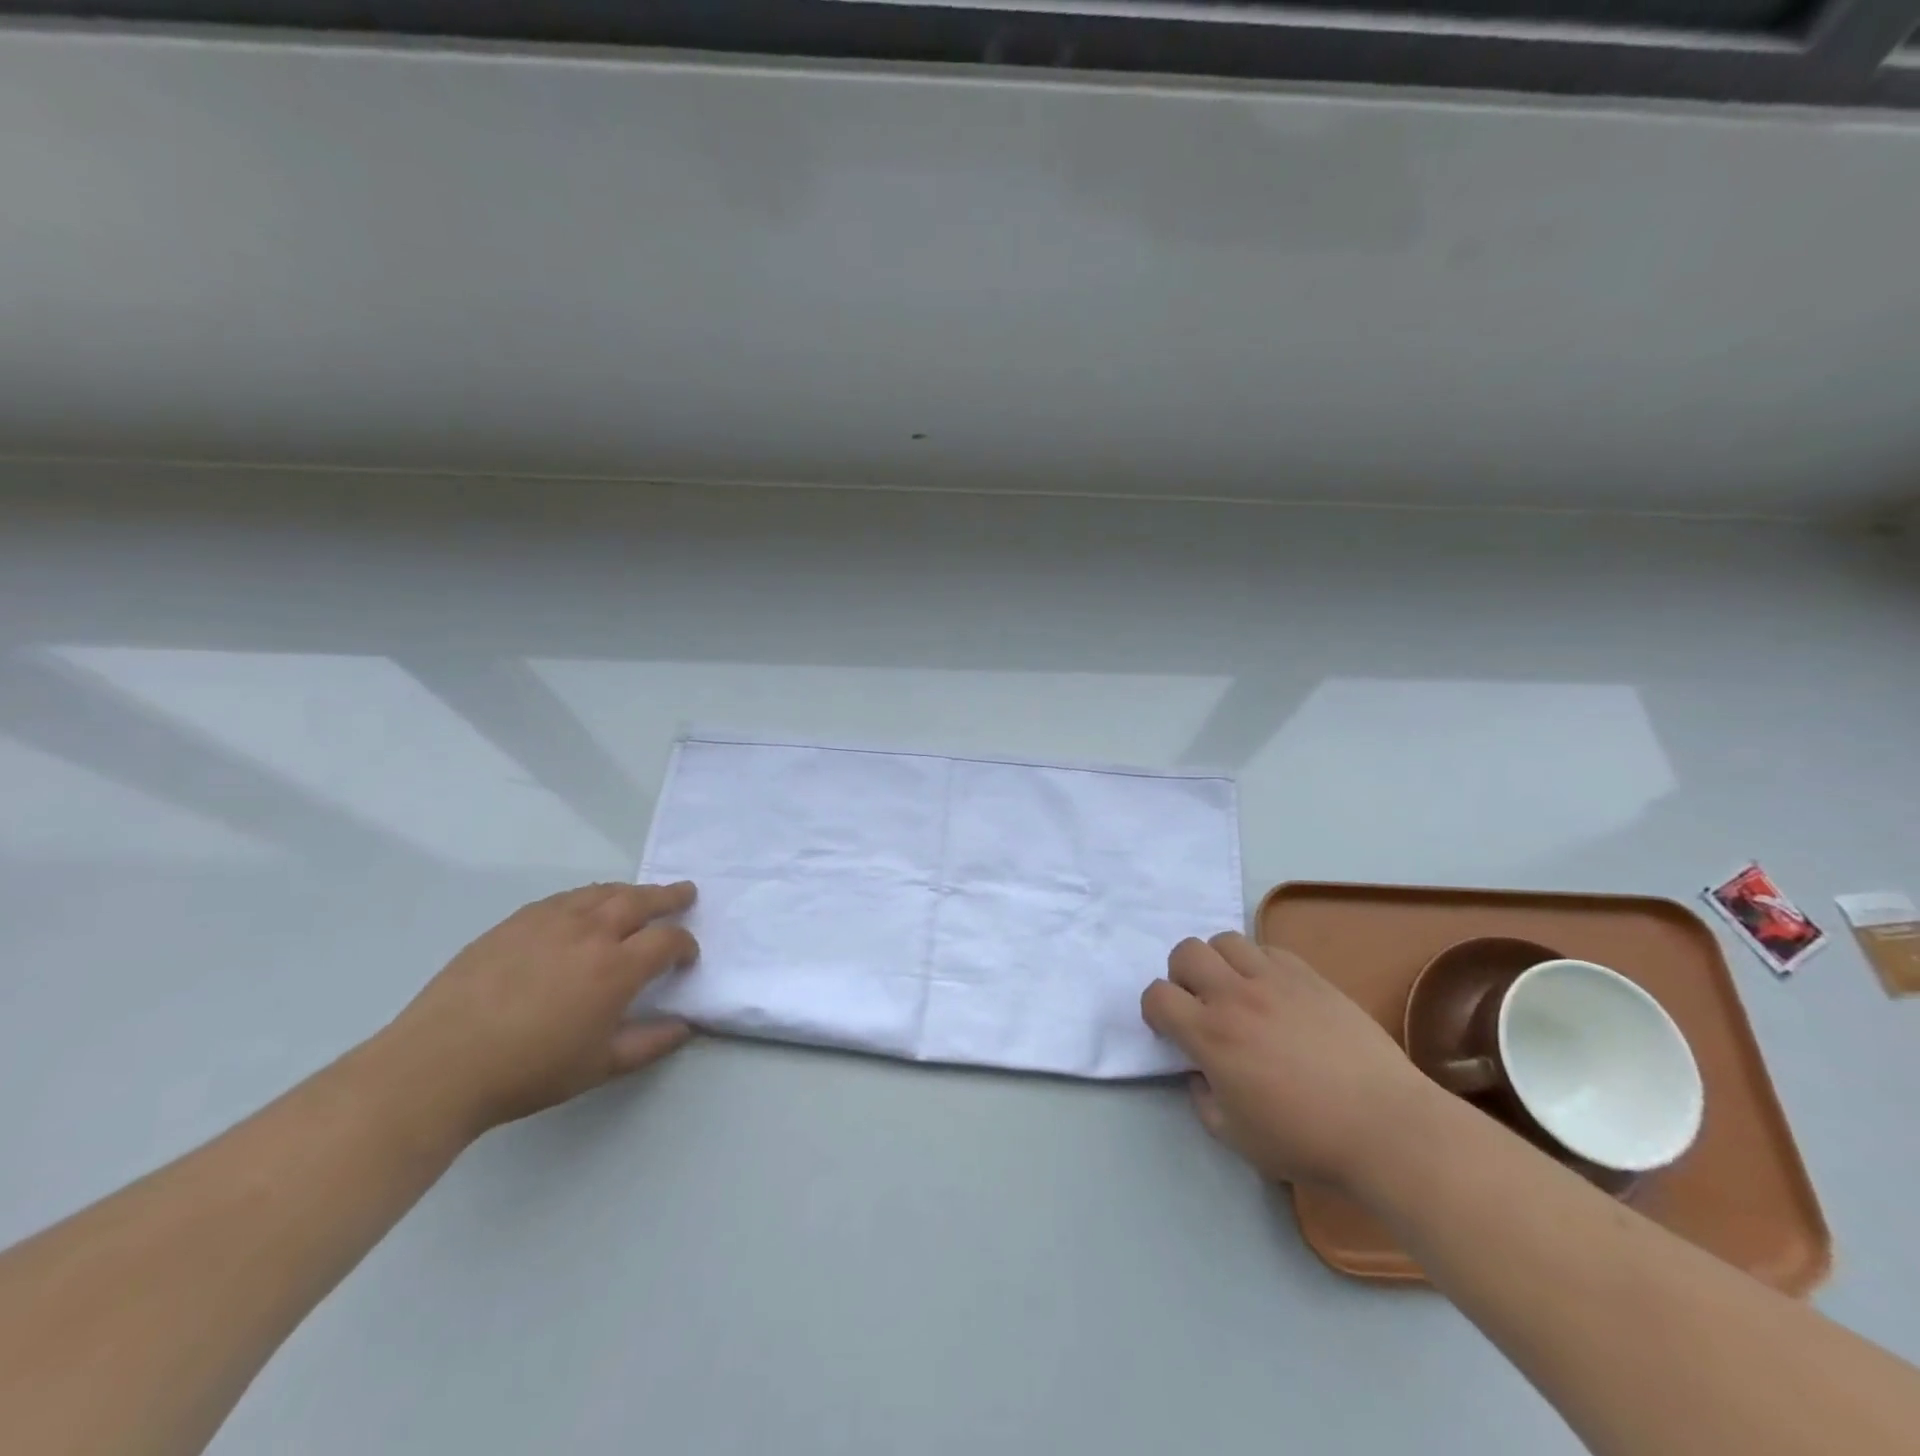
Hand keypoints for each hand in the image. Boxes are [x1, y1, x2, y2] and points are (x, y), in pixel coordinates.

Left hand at [381, 882, 700, 1138]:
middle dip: (669, 896)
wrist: (438, 1066)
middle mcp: (590, 932)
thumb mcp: (599, 1067)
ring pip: (603, 892)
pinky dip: (589, 897)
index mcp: (617, 968)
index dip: (685, 946)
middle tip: (685, 893)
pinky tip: (586, 907)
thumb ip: (650, 1043)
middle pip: (641, 900)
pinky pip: (565, 898)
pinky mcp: (516, 921)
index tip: (687, 957)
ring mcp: (551, 921)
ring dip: (630, 891)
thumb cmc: (528, 1071)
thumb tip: (686, 1026)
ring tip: (641, 895)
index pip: (667, 940)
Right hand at [1140, 933, 1438, 1191]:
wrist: (1386, 1127)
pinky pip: (1269, 950)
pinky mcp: (1310, 976)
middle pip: (1185, 952)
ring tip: (1236, 992)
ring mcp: (1275, 980)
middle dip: (1181, 975)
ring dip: (1219, 962)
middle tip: (1200, 1005)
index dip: (1154, 1010)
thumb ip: (1202, 1099)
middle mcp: (1235, 996)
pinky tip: (1275, 995)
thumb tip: (1199, 1072)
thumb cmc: (1306, 1140)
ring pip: (1226, 941)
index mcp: (1211, 1035)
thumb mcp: (1236, 1137)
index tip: (1170, 1030)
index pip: (1157, 995)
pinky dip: (1259, 965)